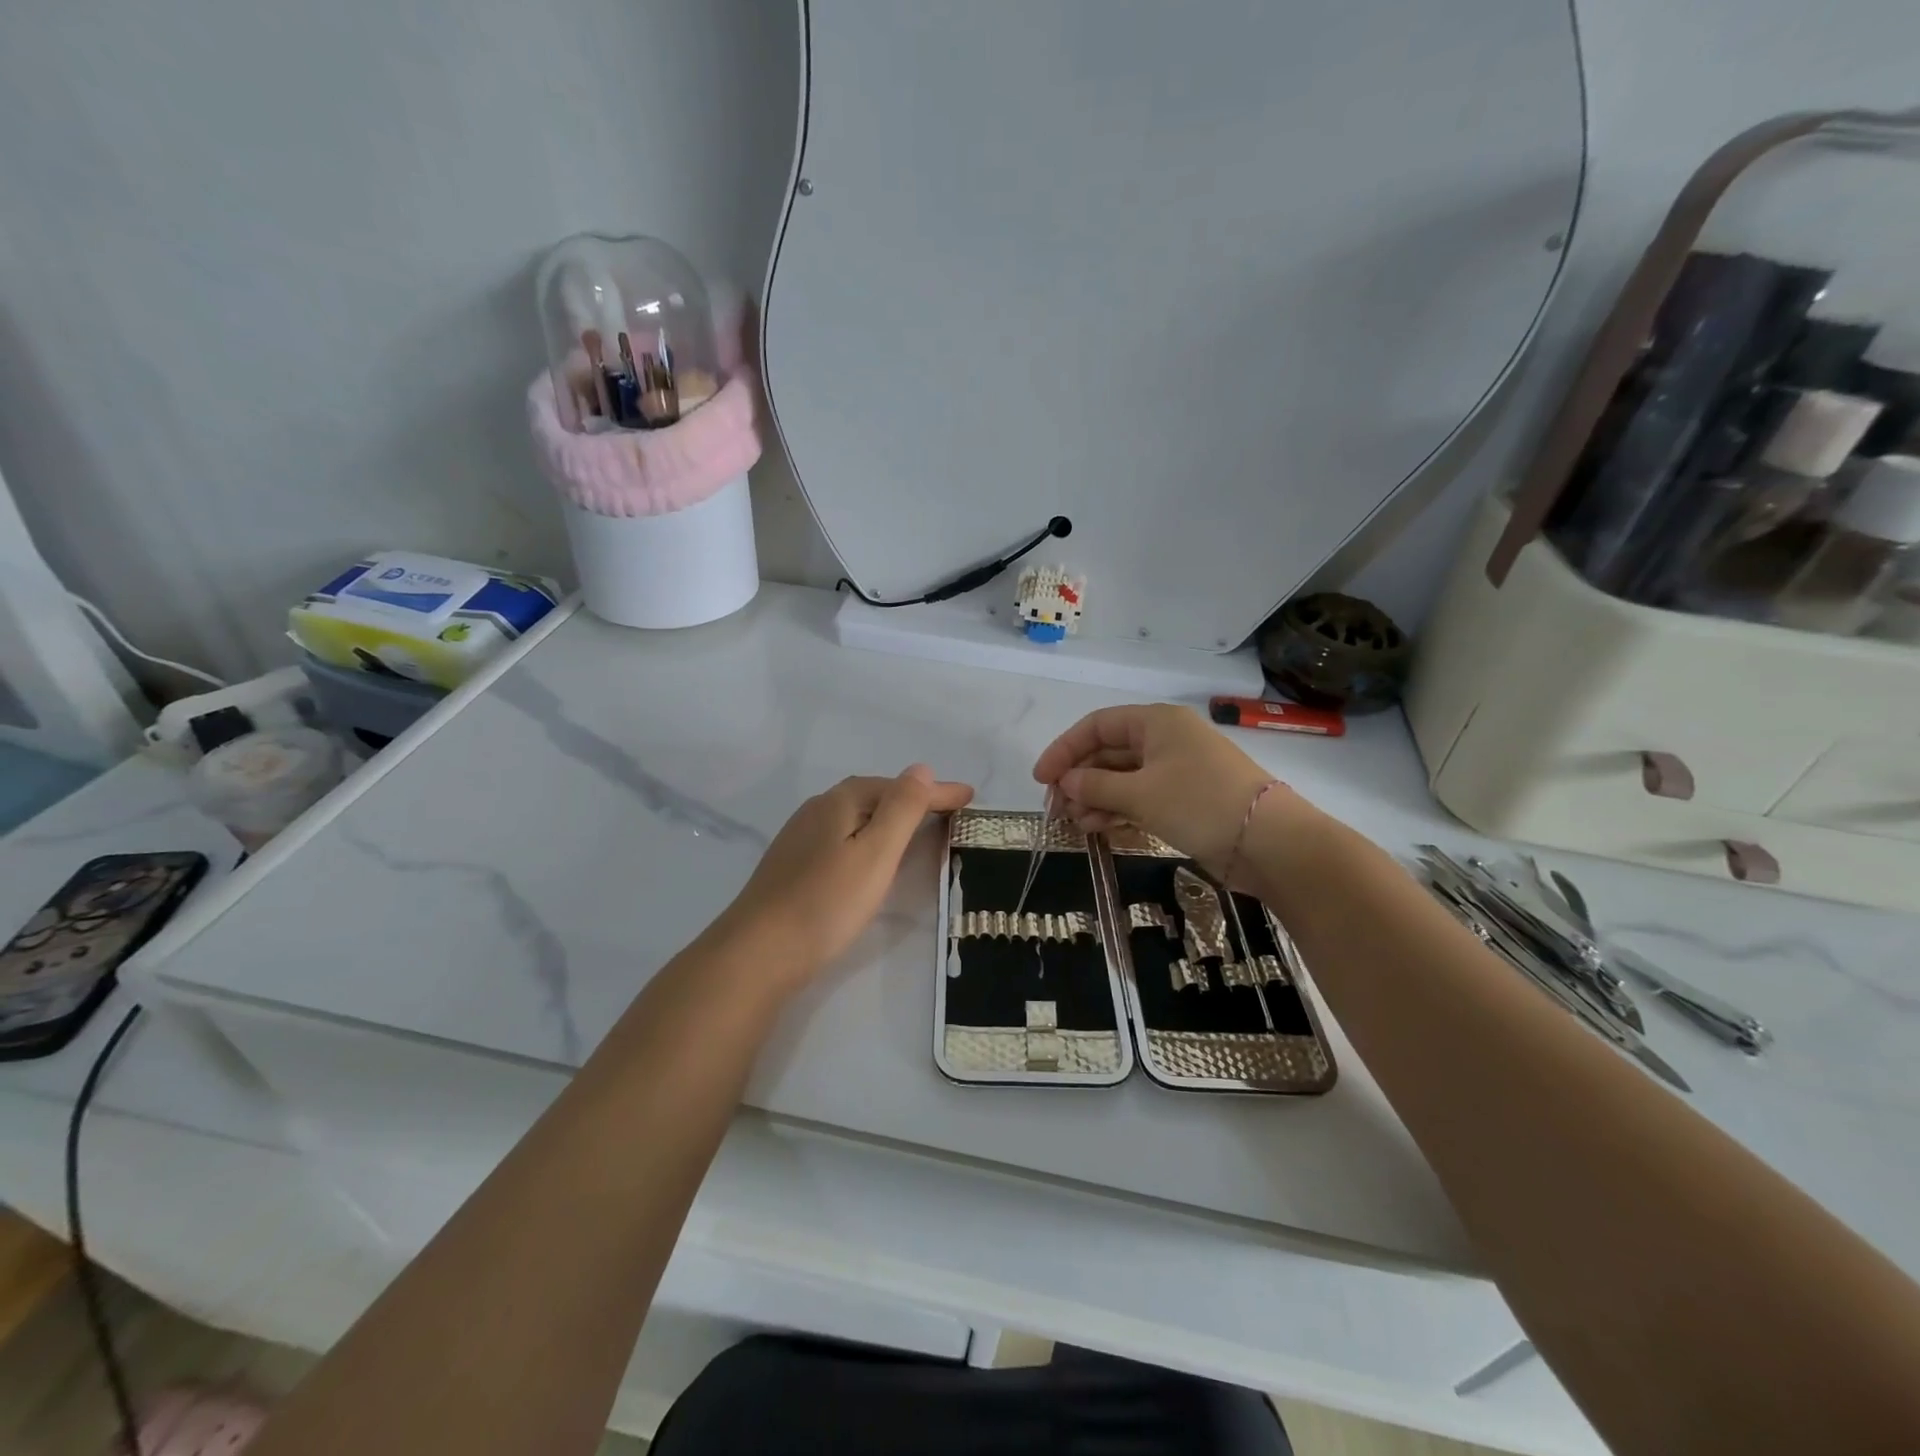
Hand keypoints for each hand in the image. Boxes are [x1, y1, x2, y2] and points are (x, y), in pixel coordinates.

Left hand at [712, 766, 973, 987]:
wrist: (758, 952)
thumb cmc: (826, 902)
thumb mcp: (875, 853)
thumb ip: (901, 809)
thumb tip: (921, 769)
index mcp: (840, 801)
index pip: (898, 787)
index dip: (936, 791)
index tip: (970, 796)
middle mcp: (818, 809)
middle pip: (874, 795)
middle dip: (913, 799)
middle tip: (948, 810)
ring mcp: (801, 837)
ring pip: (856, 815)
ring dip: (890, 816)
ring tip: (918, 828)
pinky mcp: (794, 864)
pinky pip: (843, 835)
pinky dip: (869, 836)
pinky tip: (871, 855)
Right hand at [1032, 705, 1276, 876]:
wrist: (1269, 842)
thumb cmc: (1199, 803)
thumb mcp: (1140, 794)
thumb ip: (1096, 787)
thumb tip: (1066, 784)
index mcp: (1156, 722)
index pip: (1097, 726)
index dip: (1065, 749)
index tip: (1041, 779)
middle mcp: (1165, 740)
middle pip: (1109, 752)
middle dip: (1080, 779)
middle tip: (1057, 809)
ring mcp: (1177, 771)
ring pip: (1124, 778)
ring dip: (1096, 799)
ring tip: (1077, 824)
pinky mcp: (1186, 800)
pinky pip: (1141, 798)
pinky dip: (1119, 811)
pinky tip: (1099, 829)